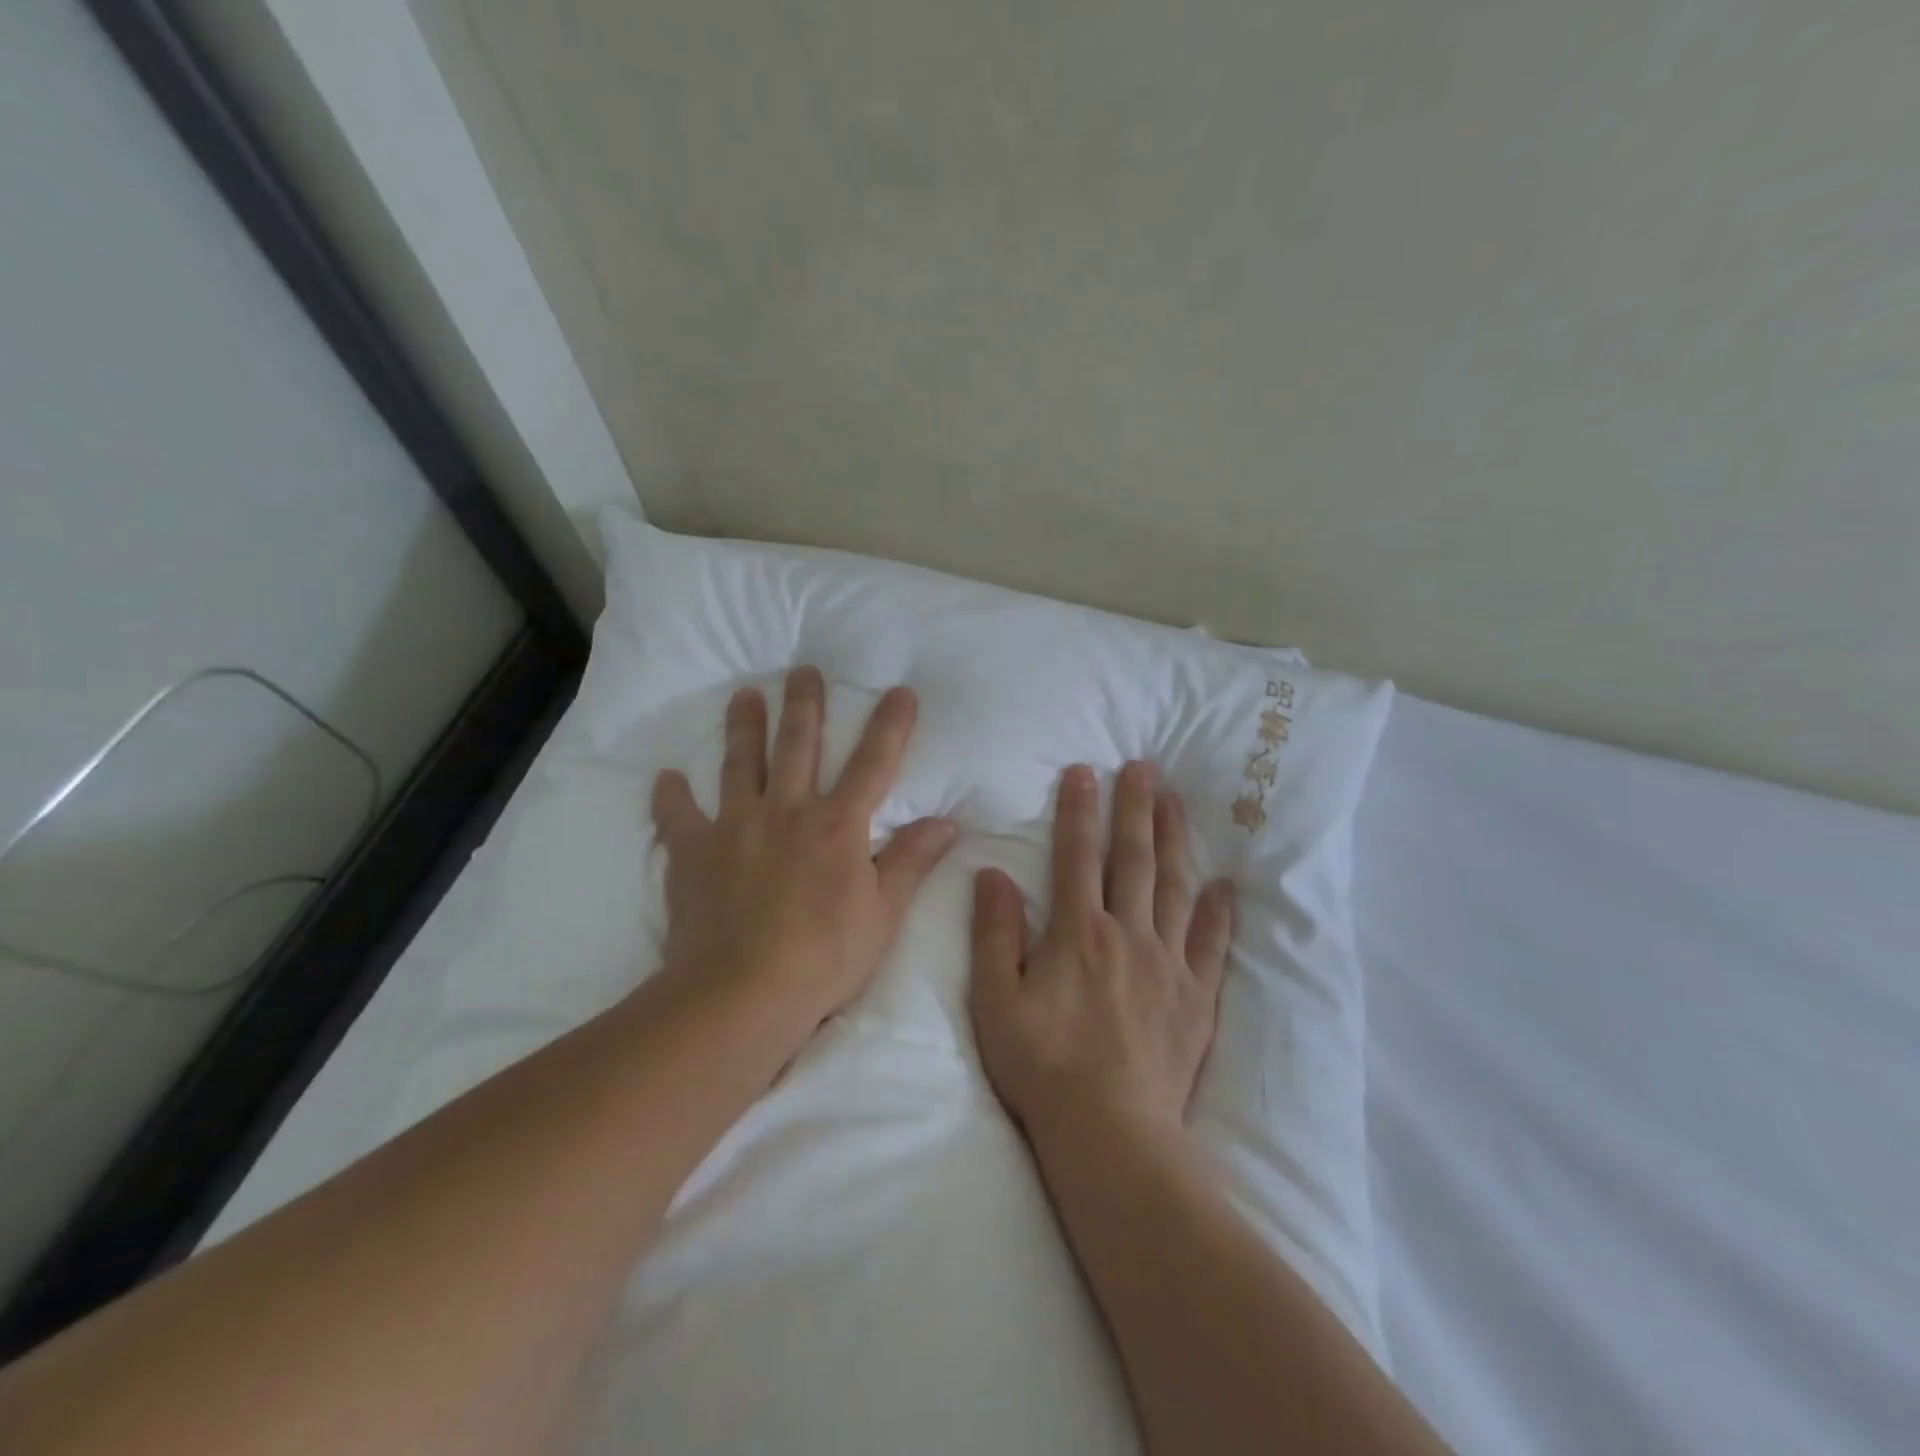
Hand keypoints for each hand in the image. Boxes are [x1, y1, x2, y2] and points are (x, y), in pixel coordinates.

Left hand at [650, 666, 956, 1038]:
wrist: (741, 994)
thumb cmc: (823, 957)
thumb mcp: (883, 914)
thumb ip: (911, 862)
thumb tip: (947, 822)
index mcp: (838, 825)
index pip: (873, 763)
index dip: (890, 725)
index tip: (899, 691)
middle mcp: (787, 811)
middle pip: (799, 745)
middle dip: (805, 704)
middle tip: (803, 670)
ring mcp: (736, 826)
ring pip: (740, 763)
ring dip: (744, 726)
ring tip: (744, 696)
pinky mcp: (693, 852)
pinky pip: (678, 817)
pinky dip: (671, 797)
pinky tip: (667, 777)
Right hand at [968, 761, 1234, 1143]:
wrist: (1110, 1133)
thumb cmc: (1042, 1066)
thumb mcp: (995, 1000)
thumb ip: (994, 933)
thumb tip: (993, 874)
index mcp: (1077, 932)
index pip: (1077, 855)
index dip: (1079, 810)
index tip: (1084, 771)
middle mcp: (1127, 934)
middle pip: (1133, 858)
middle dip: (1136, 807)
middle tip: (1143, 767)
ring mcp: (1167, 964)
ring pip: (1173, 886)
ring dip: (1174, 839)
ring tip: (1176, 801)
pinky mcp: (1196, 997)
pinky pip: (1211, 945)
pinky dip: (1218, 913)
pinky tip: (1225, 886)